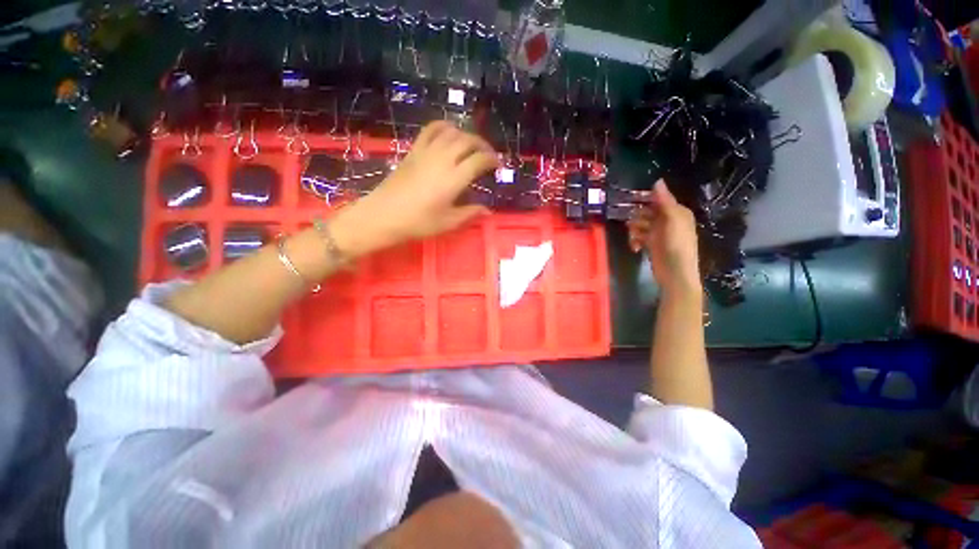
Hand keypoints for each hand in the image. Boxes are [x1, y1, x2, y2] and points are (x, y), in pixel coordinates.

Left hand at [341, 121, 497, 254]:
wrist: (384, 215)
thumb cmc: (418, 222)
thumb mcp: (448, 222)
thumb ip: (470, 213)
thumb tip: (487, 211)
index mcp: (454, 179)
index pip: (479, 160)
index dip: (491, 160)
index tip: (497, 165)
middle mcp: (443, 159)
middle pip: (468, 141)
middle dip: (482, 145)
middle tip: (488, 155)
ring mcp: (426, 152)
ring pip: (451, 132)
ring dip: (466, 135)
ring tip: (472, 145)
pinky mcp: (414, 150)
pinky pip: (431, 130)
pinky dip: (444, 127)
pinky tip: (449, 133)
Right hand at [627, 180, 701, 295]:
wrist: (675, 273)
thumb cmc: (676, 245)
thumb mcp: (672, 221)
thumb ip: (664, 201)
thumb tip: (657, 180)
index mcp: (677, 213)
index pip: (659, 200)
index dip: (646, 199)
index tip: (631, 200)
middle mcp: (668, 221)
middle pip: (646, 212)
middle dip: (637, 218)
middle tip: (632, 225)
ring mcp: (658, 234)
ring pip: (640, 225)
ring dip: (634, 231)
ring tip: (634, 239)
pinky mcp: (651, 245)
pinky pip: (639, 237)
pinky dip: (635, 241)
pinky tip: (634, 248)